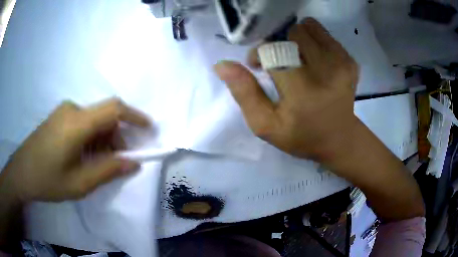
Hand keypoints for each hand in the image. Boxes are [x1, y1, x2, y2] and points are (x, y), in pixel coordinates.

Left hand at [0, 98, 149, 201]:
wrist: (21, 173)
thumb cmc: (48, 180)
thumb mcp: (80, 183)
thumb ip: (108, 170)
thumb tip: (133, 162)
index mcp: (77, 123)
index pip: (113, 109)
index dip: (134, 116)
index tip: (148, 128)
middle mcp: (72, 110)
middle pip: (104, 116)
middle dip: (116, 137)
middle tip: (117, 162)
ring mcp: (64, 112)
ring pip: (93, 120)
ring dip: (102, 140)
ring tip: (98, 164)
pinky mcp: (58, 117)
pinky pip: (82, 122)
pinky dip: (91, 138)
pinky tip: (83, 156)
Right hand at [215, 18, 358, 159]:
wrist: (339, 138)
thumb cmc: (301, 135)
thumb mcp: (265, 125)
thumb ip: (244, 93)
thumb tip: (222, 64)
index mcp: (303, 91)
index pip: (272, 49)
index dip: (260, 53)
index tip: (258, 66)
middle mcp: (326, 71)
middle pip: (290, 33)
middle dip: (278, 44)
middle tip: (279, 63)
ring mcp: (342, 62)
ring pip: (306, 28)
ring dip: (294, 40)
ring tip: (296, 59)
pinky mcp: (349, 59)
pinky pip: (322, 33)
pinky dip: (312, 40)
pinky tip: (313, 60)